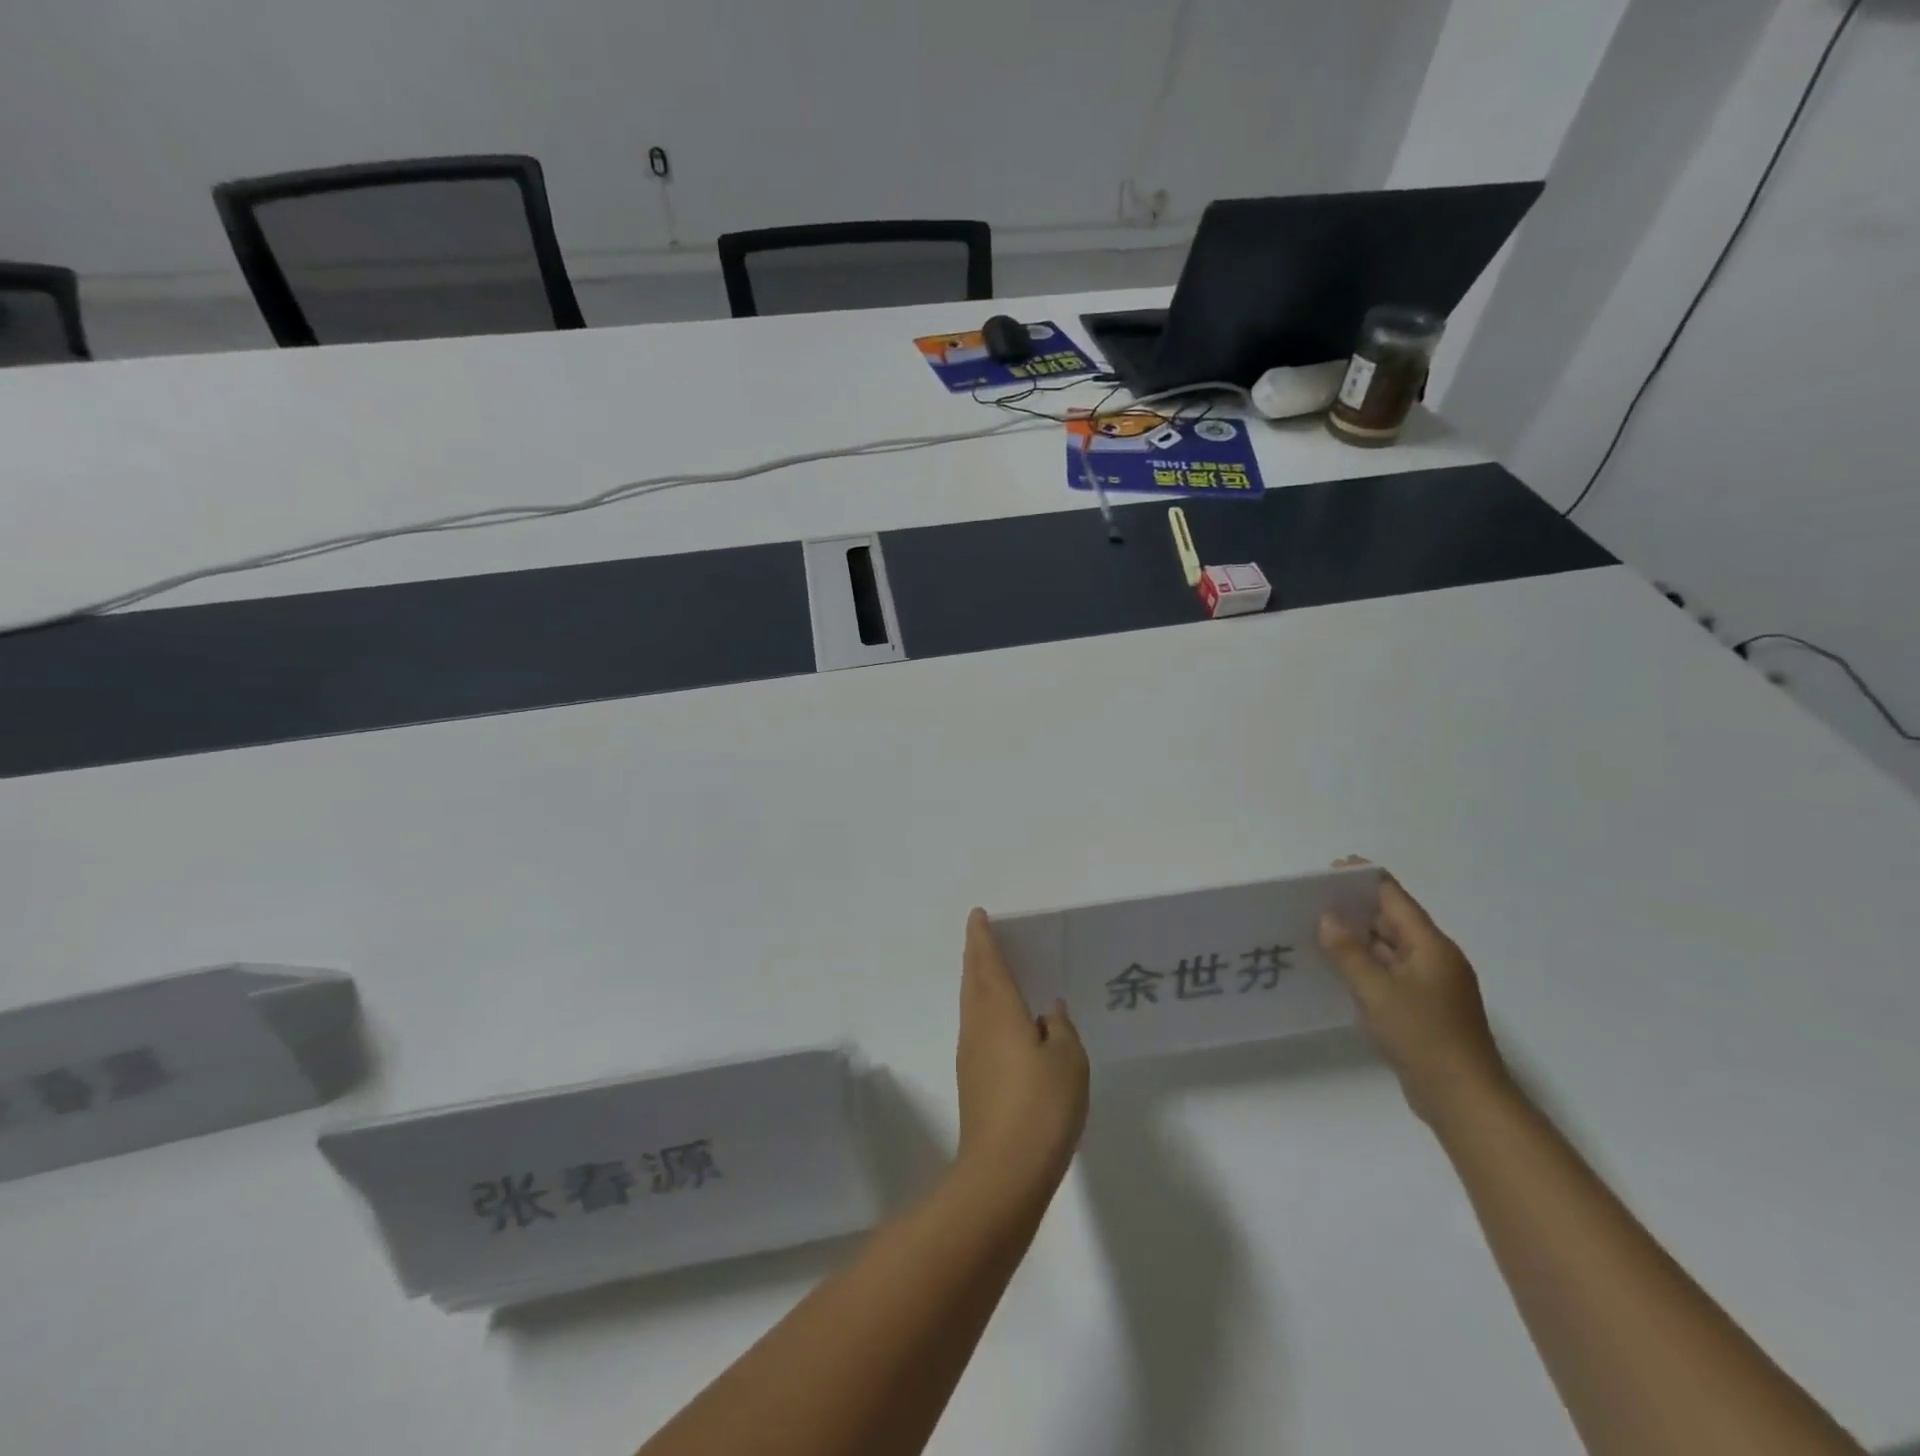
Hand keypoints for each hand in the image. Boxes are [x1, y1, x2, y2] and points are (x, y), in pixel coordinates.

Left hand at [955, 909, 1088, 1201]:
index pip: (988, 964)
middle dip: (976, 956)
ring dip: (978, 983)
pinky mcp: (973, 1082)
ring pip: (972, 1006)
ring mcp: (971, 1056)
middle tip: (982, 937)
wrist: (1004, 1172)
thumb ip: (1060, 1029)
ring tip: (992, 972)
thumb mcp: (1068, 1060)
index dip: (983, 938)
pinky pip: (977, 1029)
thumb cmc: (1042, 1106)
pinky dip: (985, 1012)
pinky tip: (1003, 1023)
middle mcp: (978, 1027)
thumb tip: (1048, 1011)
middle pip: (973, 981)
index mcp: (999, 1012)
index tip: (978, 916)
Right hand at [1317, 864, 1510, 1127]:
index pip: (1395, 898)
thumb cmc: (1423, 1037)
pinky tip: (1336, 970)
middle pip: (1392, 921)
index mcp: (1430, 946)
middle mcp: (1433, 959)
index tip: (1329, 870)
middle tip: (1311, 901)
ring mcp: (1430, 985)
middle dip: (1355, 908)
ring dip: (1357, 939)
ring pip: (1388, 949)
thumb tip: (1327, 917)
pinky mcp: (1423, 1009)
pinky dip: (1364, 966)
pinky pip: (1388, 974)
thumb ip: (1349, 952)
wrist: (1464, 1100)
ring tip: (1314, 930)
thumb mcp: (1377, 991)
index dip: (1364, 879)